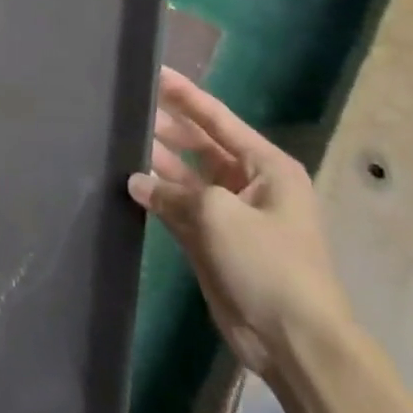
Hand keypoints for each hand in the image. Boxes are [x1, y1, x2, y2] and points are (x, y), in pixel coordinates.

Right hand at [128, 68, 351, 375]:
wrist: (293, 340)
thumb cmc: (268, 264)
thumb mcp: (220, 214)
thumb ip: (172, 191)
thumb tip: (136, 181)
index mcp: (267, 167)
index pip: (218, 119)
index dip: (185, 95)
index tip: (154, 72)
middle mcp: (249, 183)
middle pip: (200, 144)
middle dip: (166, 127)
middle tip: (127, 107)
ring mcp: (230, 213)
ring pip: (186, 176)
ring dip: (157, 161)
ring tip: (119, 139)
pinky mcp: (212, 241)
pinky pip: (178, 207)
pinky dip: (157, 196)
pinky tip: (128, 183)